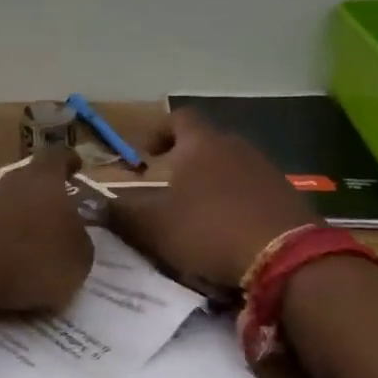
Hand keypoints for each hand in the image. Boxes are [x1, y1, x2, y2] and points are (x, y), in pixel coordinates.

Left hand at [0, 150, 94, 314]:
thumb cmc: (28, 259)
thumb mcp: (77, 261)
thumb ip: (79, 242)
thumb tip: (73, 234)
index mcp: (44, 180)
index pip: (58, 157)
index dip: (68, 161)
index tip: (75, 165)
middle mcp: (8, 182)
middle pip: (27, 181)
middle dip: (40, 199)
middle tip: (53, 220)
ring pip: (1, 204)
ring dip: (12, 221)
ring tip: (23, 249)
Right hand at [110, 109, 321, 289]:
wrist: (287, 260)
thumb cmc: (209, 231)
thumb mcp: (153, 227)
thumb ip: (120, 213)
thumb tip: (90, 204)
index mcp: (201, 144)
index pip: (179, 118)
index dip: (159, 131)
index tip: (146, 154)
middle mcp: (236, 147)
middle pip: (207, 143)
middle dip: (186, 161)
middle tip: (167, 186)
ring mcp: (267, 171)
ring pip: (231, 168)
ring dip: (213, 184)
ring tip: (197, 213)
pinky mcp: (287, 198)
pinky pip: (253, 192)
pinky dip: (237, 203)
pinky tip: (229, 231)